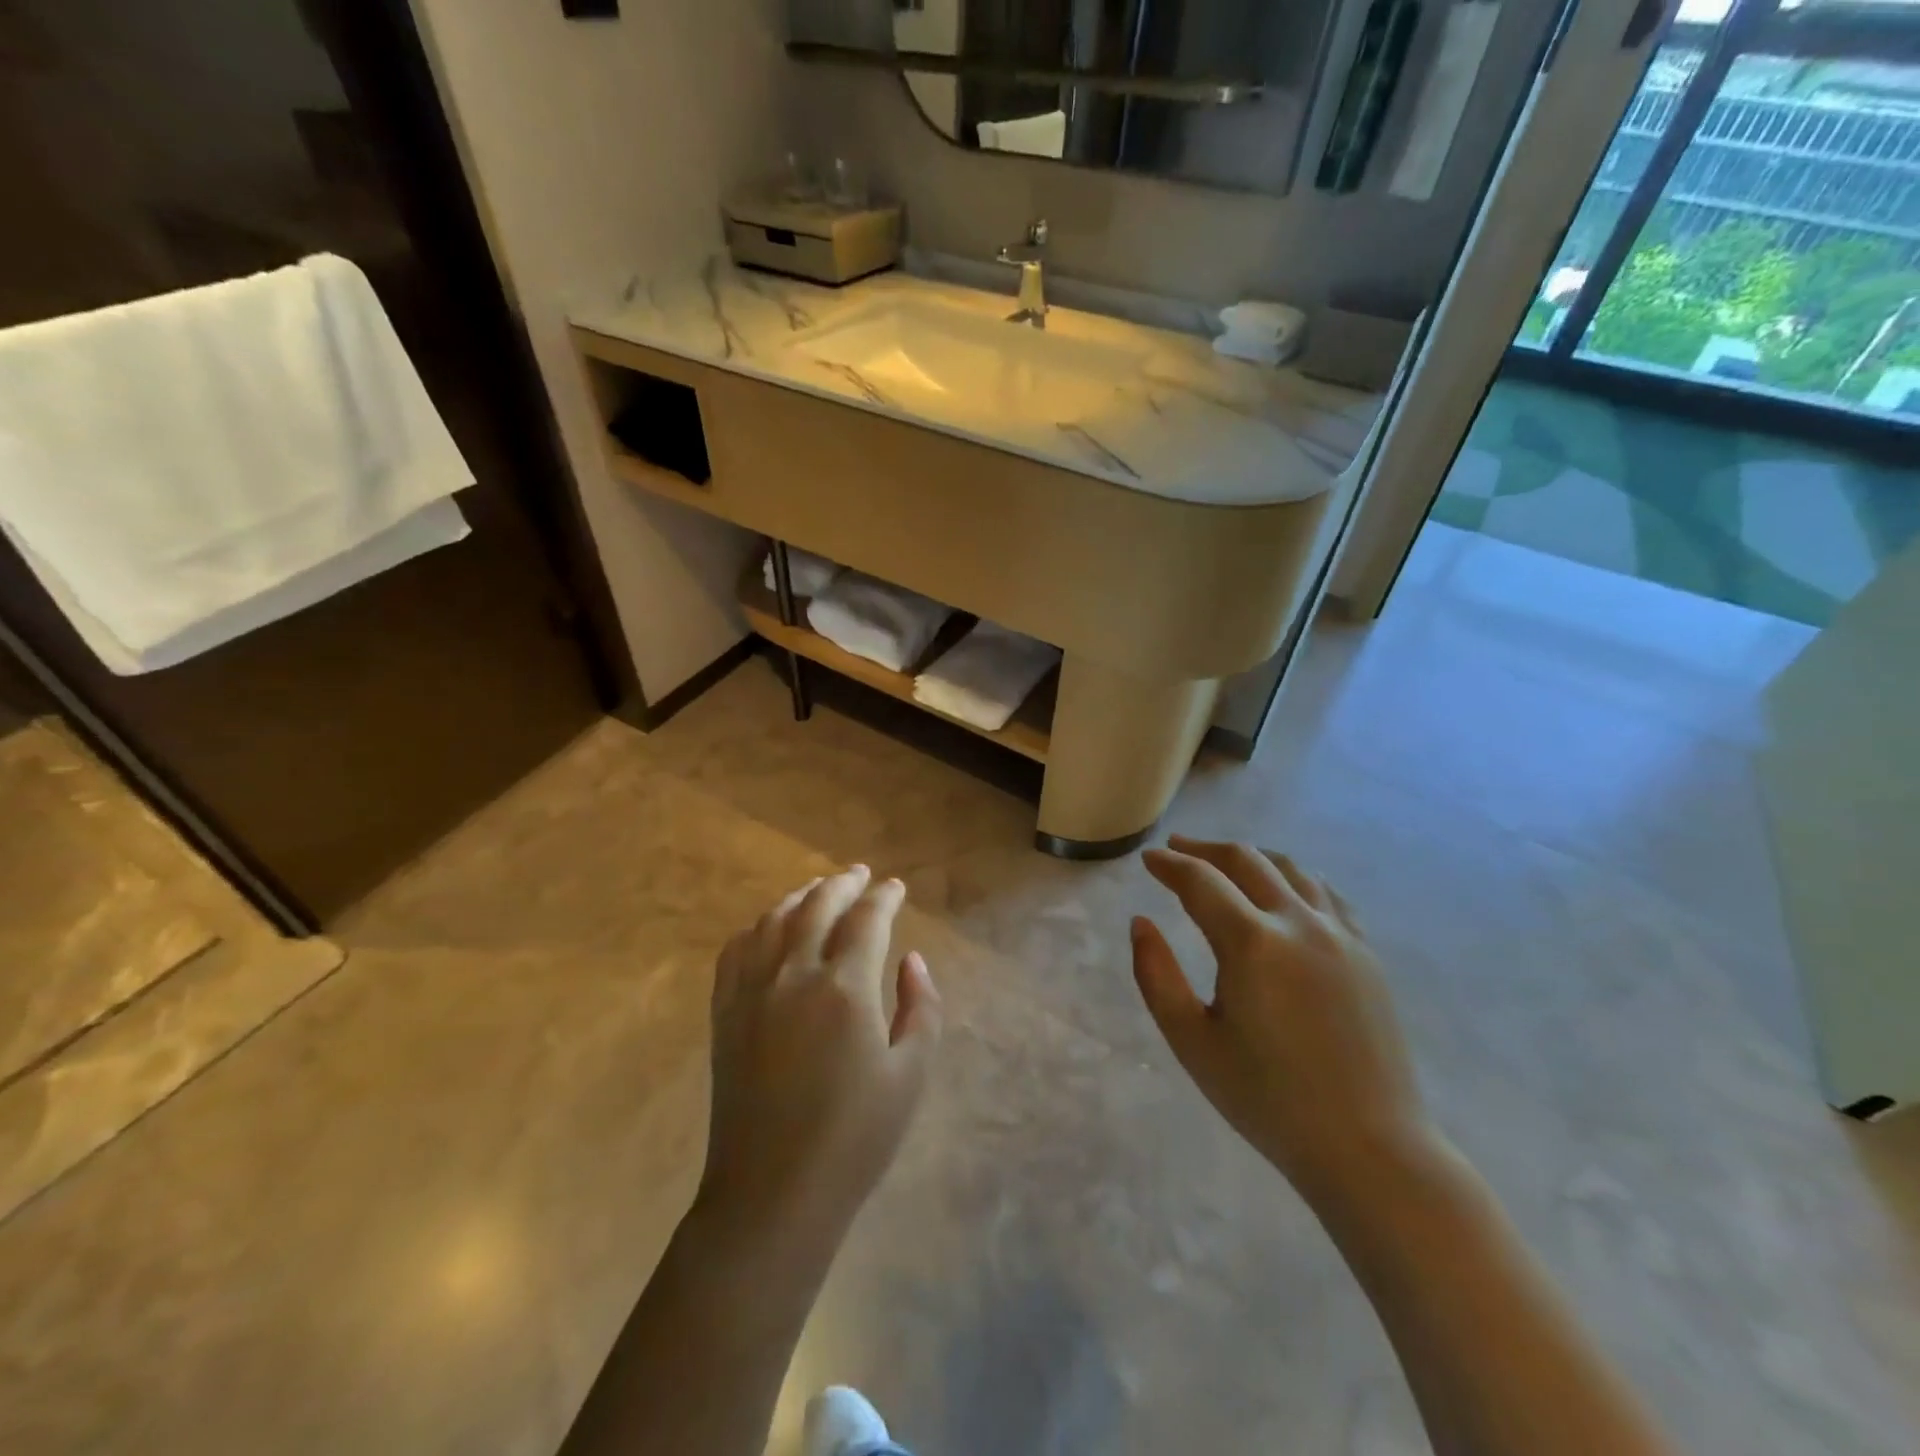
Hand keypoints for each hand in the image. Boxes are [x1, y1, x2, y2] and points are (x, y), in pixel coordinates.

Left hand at [699, 865, 943, 1242]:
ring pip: (775, 920)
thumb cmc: (854, 1139)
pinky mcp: (725, 1012)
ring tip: (819, 890)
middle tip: (860, 875)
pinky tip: (770, 928)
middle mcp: (795, 975)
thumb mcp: (910, 1075)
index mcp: (845, 989)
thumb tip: (911, 960)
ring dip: (801, 896)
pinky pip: (737, 949)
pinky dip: (758, 926)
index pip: (867, 919)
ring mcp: (752, 991)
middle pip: (818, 906)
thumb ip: (920, 1008)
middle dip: (843, 883)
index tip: (895, 887)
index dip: (884, 897)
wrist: (772, 1193)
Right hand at [1132, 837, 1436, 1204]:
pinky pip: (1327, 894)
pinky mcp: (1366, 953)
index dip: (1169, 865)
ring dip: (1251, 856)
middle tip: (1177, 849)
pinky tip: (1285, 889)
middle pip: (1246, 861)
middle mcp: (1298, 923)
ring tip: (1226, 861)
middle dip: (1205, 850)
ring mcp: (1340, 935)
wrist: (1368, 1147)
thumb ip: (1156, 975)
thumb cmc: (1267, 1099)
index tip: (1148, 860)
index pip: (1200, 881)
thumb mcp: (1192, 1041)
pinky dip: (1295, 878)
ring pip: (1291, 869)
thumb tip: (1141, 923)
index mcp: (1252, 943)